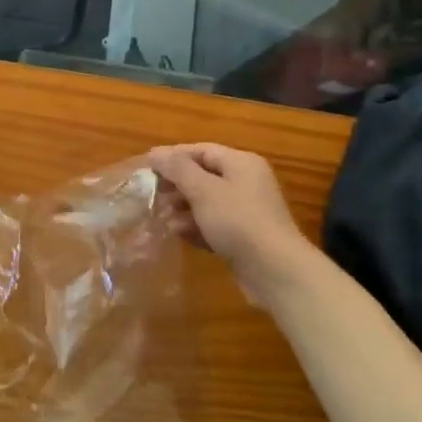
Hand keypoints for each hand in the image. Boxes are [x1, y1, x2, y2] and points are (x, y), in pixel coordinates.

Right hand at [149, 143, 305, 291]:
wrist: (275, 271)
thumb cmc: (238, 221)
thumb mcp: (203, 190)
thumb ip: (177, 169)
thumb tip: (155, 152)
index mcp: (241, 163)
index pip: (200, 150)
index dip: (172, 156)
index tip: (146, 167)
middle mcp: (246, 182)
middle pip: (203, 176)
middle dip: (176, 185)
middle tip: (151, 194)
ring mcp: (247, 211)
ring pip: (207, 202)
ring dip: (183, 208)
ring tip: (162, 218)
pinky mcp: (244, 237)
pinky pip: (214, 224)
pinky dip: (196, 227)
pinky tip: (180, 235)